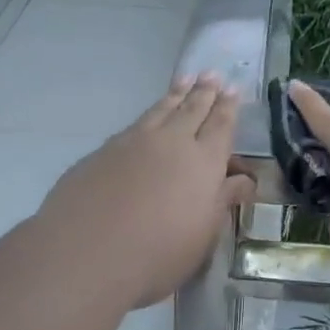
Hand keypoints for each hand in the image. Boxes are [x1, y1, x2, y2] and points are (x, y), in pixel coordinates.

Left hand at [37, 74, 256, 310]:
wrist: (85, 254)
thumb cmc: (158, 254)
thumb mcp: (203, 235)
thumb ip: (223, 201)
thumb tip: (244, 179)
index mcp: (204, 162)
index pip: (221, 126)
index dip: (228, 107)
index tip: (234, 89)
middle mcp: (172, 142)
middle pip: (192, 109)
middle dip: (205, 92)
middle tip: (212, 75)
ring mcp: (134, 142)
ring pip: (161, 109)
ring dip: (176, 94)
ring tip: (185, 79)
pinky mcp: (103, 151)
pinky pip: (135, 124)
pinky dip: (150, 113)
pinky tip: (148, 118)